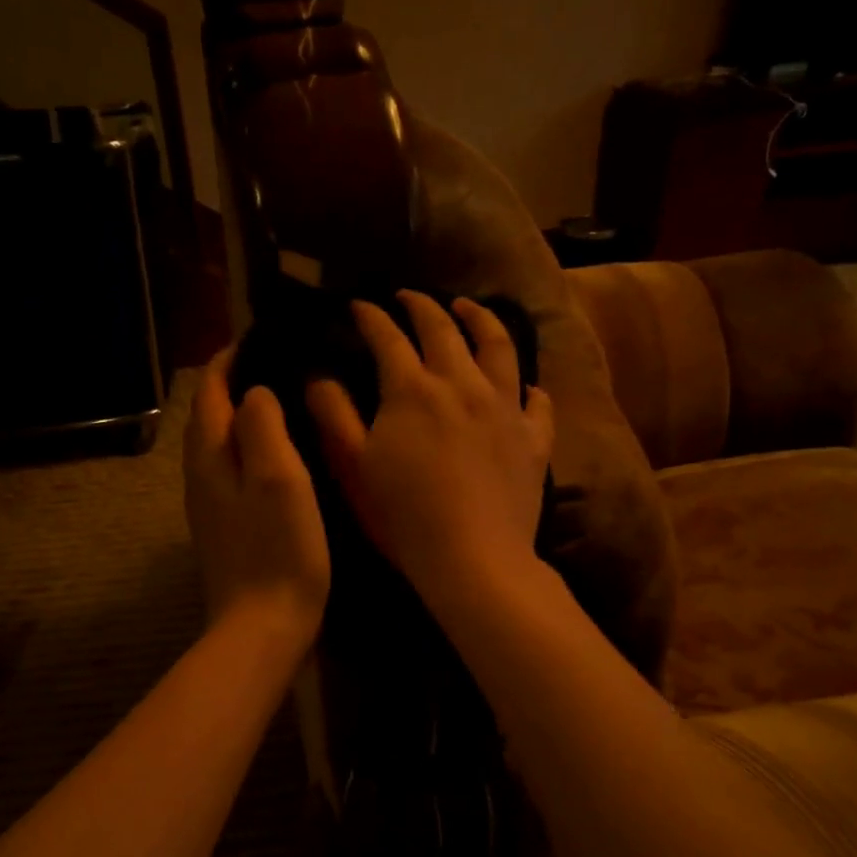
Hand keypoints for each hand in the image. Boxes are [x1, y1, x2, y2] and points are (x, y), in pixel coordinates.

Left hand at [184, 350, 330, 648]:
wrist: (262, 628)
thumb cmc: (278, 550)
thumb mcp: (278, 478)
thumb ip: (262, 426)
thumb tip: (254, 392)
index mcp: (210, 457)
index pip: (210, 392)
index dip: (229, 360)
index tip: (259, 336)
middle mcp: (200, 476)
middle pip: (210, 416)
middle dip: (234, 385)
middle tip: (277, 364)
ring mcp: (211, 506)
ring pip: (221, 446)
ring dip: (242, 418)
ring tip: (282, 402)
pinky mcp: (227, 529)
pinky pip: (233, 472)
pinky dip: (251, 450)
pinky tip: (279, 457)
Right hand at [307, 292, 552, 608]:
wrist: (472, 558)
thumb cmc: (402, 516)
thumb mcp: (351, 467)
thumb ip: (332, 415)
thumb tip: (319, 376)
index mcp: (412, 390)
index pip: (387, 337)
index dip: (370, 316)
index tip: (358, 305)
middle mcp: (462, 384)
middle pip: (444, 329)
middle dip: (422, 306)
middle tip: (409, 297)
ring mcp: (505, 408)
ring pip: (498, 347)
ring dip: (481, 320)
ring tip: (469, 310)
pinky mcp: (533, 438)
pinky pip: (536, 401)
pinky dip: (527, 387)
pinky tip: (523, 387)